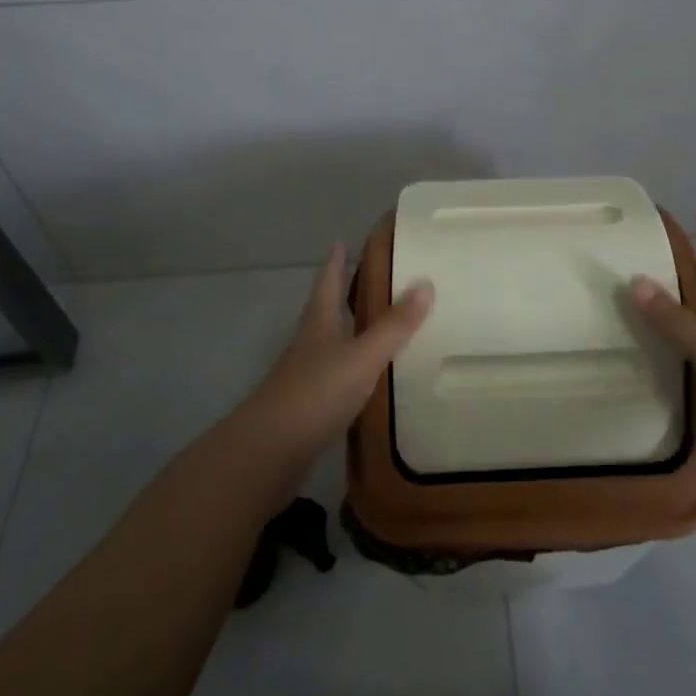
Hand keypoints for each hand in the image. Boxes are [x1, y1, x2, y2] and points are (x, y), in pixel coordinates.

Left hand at [241, 244, 433, 466]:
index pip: (328, 283)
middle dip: (340, 293)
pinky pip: (332, 378)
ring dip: (346, 331)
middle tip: (363, 277)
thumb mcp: (363, 355)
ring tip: (371, 325)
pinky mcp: (305, 409)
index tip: (340, 241)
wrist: (268, 453)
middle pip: (324, 311)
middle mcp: (308, 345)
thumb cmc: (316, 393)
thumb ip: (394, 324)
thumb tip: (426, 283)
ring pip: (328, 345)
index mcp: (319, 324)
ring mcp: (303, 378)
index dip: (335, 262)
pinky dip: (349, 370)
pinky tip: (364, 379)